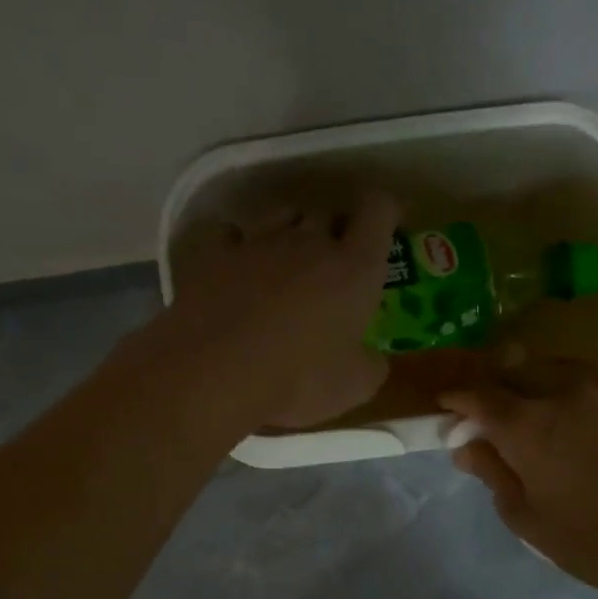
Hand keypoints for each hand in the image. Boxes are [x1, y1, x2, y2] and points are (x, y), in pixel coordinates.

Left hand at [163, 190, 398, 428]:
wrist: (214, 373)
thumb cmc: (298, 380)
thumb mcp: (354, 388)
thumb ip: (371, 364)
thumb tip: (371, 358)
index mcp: (354, 268)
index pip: (378, 210)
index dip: (384, 213)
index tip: (384, 228)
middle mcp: (309, 241)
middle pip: (327, 212)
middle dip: (333, 231)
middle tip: (331, 265)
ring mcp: (257, 242)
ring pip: (281, 217)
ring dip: (288, 234)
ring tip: (284, 266)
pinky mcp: (213, 253)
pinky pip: (230, 235)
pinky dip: (236, 247)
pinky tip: (234, 269)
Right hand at [440, 358, 597, 598]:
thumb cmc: (595, 542)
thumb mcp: (528, 519)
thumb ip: (493, 474)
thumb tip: (466, 446)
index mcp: (529, 425)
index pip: (479, 395)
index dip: (457, 398)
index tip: (447, 405)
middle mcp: (564, 393)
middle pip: (515, 371)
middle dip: (493, 386)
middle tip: (486, 410)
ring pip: (554, 366)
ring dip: (531, 379)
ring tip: (528, 402)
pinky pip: (591, 375)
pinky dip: (568, 382)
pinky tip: (572, 405)